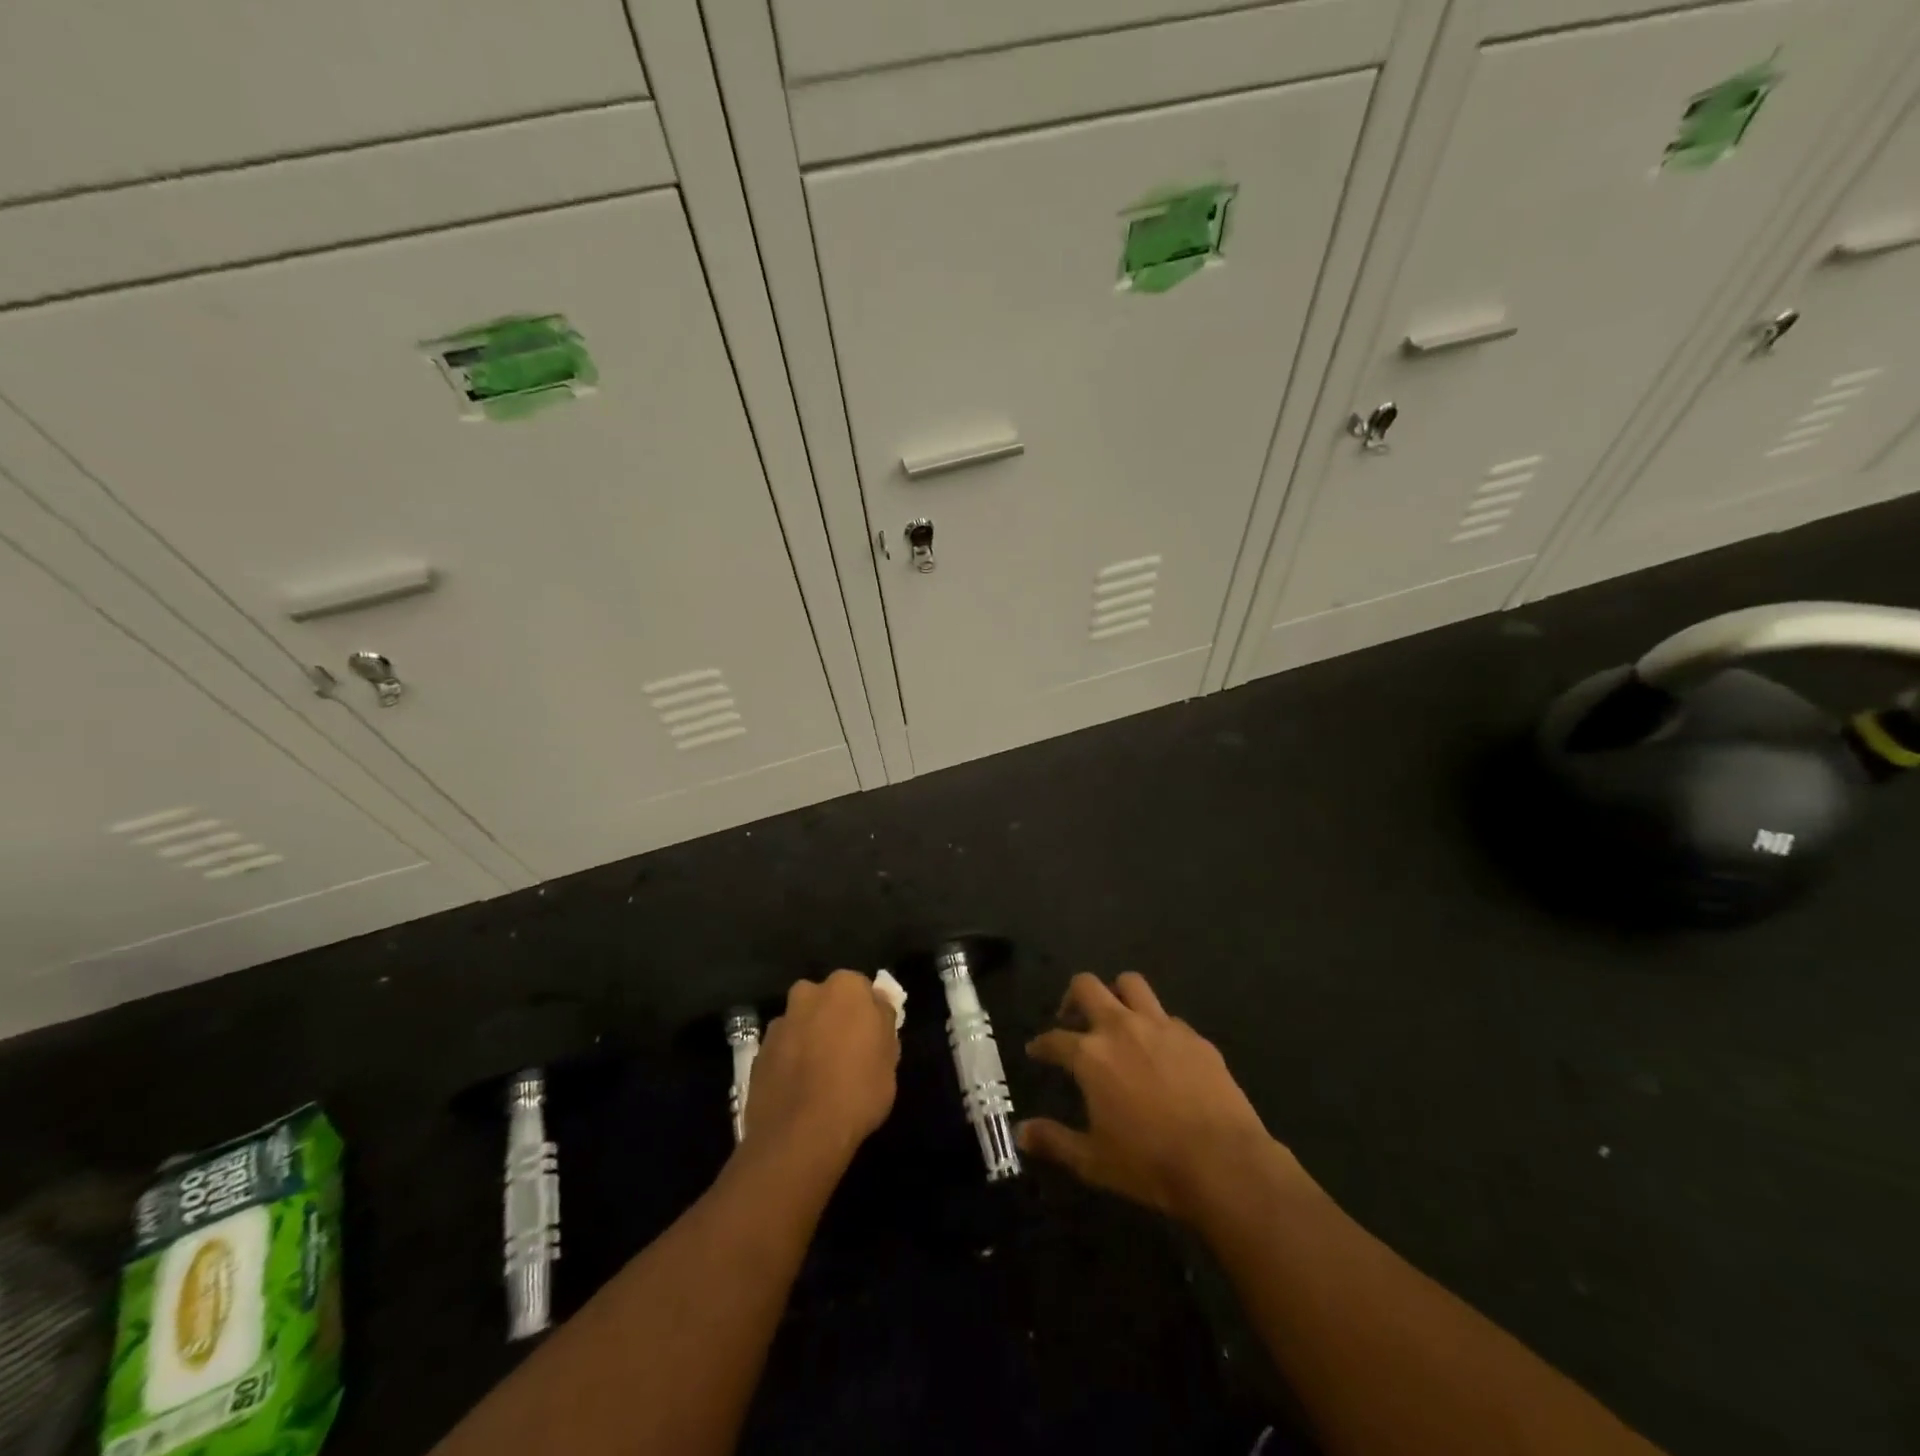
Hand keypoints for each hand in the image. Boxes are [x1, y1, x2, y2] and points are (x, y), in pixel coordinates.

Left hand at [742, 970, 899, 1171]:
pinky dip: (790, 1061)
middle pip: (826, 1001)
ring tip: (820, 1076)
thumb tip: (877, 1005)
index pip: (862, 989)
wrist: (800, 1135)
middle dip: (833, 1018)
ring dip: (809, 1038)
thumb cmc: (857, 1090)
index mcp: (845, 987)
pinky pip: (783, 1049)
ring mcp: (779, 1023)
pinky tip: (800, 1089)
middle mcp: (808, 994)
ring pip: (801, 1024)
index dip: (868, 1013)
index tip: (872, 1037)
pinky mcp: (758, 1053)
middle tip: (847, 1052)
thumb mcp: (890, 1057)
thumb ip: (883, 1022)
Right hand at [1021, 973, 1278, 1221]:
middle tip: (1071, 1018)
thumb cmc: (1150, 1164)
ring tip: (1115, 1016)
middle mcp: (1121, 1027)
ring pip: (1131, 983)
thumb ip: (1054, 1141)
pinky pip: (1168, 1017)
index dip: (1041, 1045)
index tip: (1036, 1050)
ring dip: (1116, 993)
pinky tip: (1159, 1050)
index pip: (1054, 1039)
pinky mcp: (1194, 1036)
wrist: (1223, 1163)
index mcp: (1091, 1055)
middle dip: (1072, 996)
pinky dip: (1156, 1025)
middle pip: (1087, 986)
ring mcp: (1161, 1026)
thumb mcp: (1093, 1161)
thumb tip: (1020, 1132)